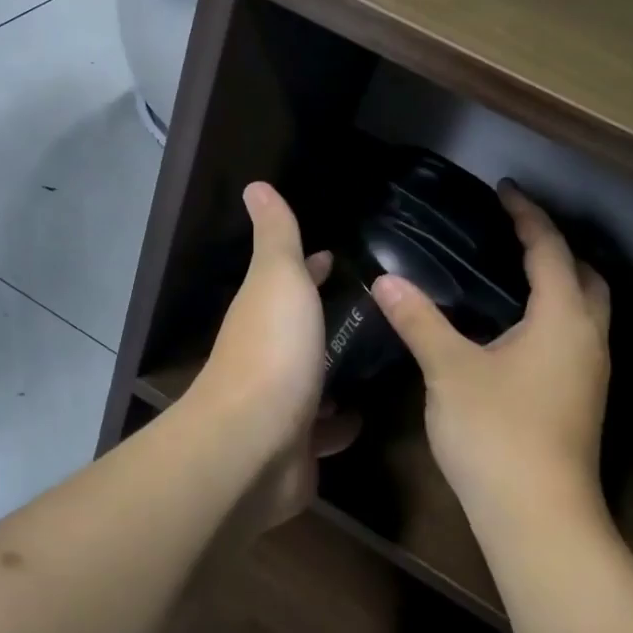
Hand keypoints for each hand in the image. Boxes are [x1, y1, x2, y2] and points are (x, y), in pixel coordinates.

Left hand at [192, 183, 356, 523]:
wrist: (254, 445)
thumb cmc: (273, 351)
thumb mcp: (278, 279)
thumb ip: (275, 236)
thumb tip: (255, 186)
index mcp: (263, 313)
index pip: (290, 281)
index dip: (312, 267)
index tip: (338, 259)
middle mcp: (267, 356)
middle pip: (301, 330)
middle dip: (327, 320)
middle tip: (374, 311)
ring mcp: (281, 404)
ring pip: (313, 380)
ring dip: (334, 371)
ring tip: (378, 360)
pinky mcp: (297, 447)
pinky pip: (324, 431)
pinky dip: (340, 424)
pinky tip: (365, 416)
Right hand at [370, 181, 611, 532]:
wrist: (538, 516)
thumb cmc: (497, 432)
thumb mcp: (449, 370)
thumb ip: (419, 321)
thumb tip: (387, 281)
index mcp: (563, 319)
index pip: (551, 251)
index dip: (528, 216)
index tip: (504, 190)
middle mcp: (587, 339)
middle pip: (586, 278)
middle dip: (556, 248)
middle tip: (513, 234)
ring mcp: (588, 374)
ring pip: (584, 311)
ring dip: (558, 283)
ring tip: (510, 273)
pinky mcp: (579, 400)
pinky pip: (572, 337)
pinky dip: (550, 315)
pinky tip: (511, 330)